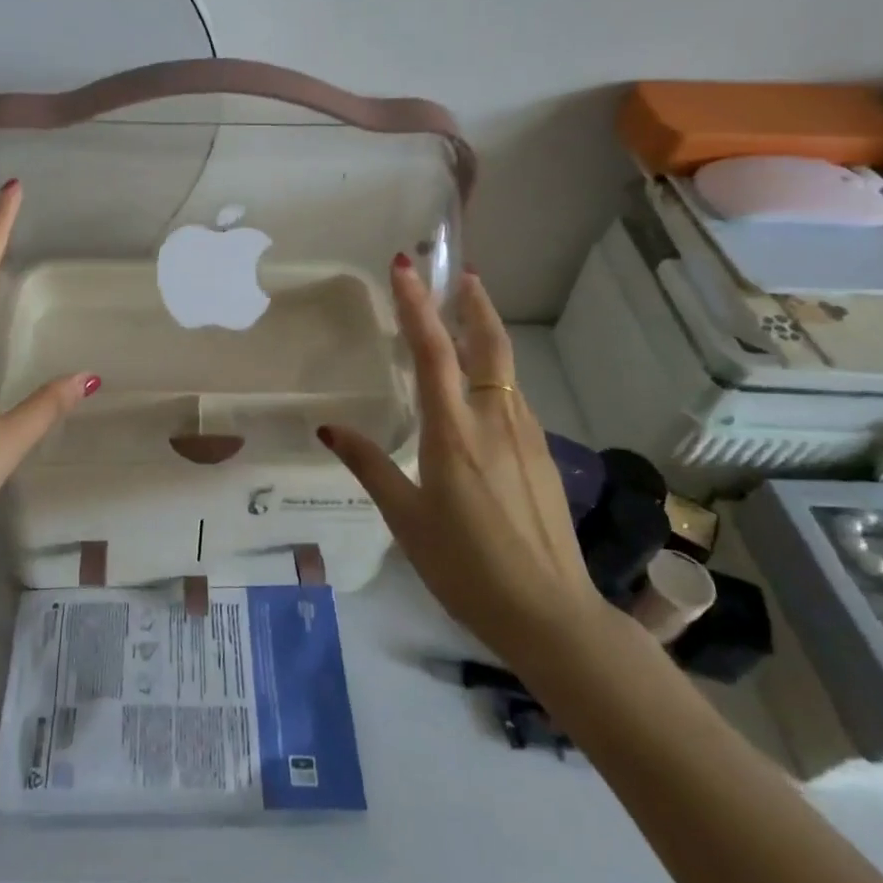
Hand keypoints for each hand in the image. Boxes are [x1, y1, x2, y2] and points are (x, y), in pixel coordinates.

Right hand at [317, 259, 609, 658]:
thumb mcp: (406, 519)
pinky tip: (481, 393)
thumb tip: (330, 429)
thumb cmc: (466, 567)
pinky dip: (495, 375)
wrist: (552, 615)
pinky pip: (514, 399)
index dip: (417, 305)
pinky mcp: (542, 455)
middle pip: (489, 343)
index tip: (405, 266)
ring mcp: (526, 435)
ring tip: (465, 320)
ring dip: (485, 335)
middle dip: (474, 302)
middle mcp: (494, 420)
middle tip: (462, 272)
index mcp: (454, 432)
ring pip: (506, 370)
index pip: (433, 352)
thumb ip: (370, 466)